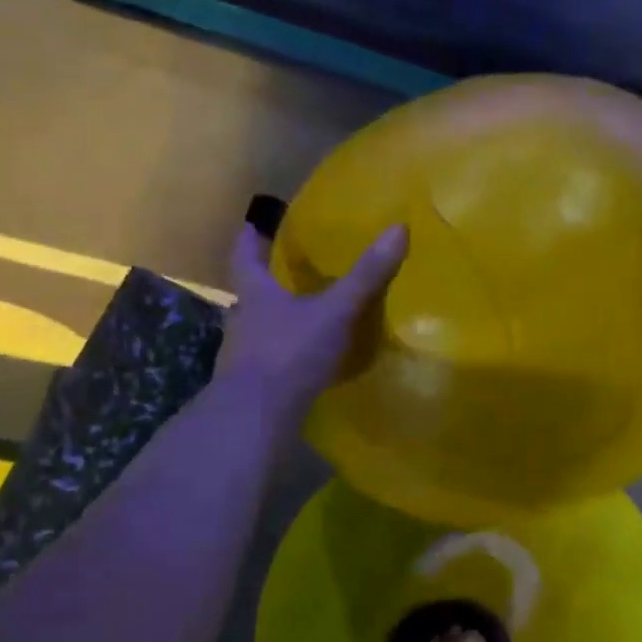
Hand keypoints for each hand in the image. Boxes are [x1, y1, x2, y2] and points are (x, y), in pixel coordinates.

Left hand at [216, 221, 407, 423]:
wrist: (257, 418)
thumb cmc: (289, 353)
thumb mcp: (335, 311)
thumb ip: (366, 276)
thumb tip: (398, 228)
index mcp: (255, 294)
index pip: (245, 256)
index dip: (251, 237)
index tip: (255, 223)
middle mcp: (243, 320)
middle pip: (251, 292)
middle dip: (269, 280)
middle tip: (292, 269)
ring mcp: (244, 356)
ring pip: (261, 327)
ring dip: (279, 319)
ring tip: (307, 313)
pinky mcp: (255, 386)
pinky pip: (273, 359)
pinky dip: (289, 353)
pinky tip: (309, 358)